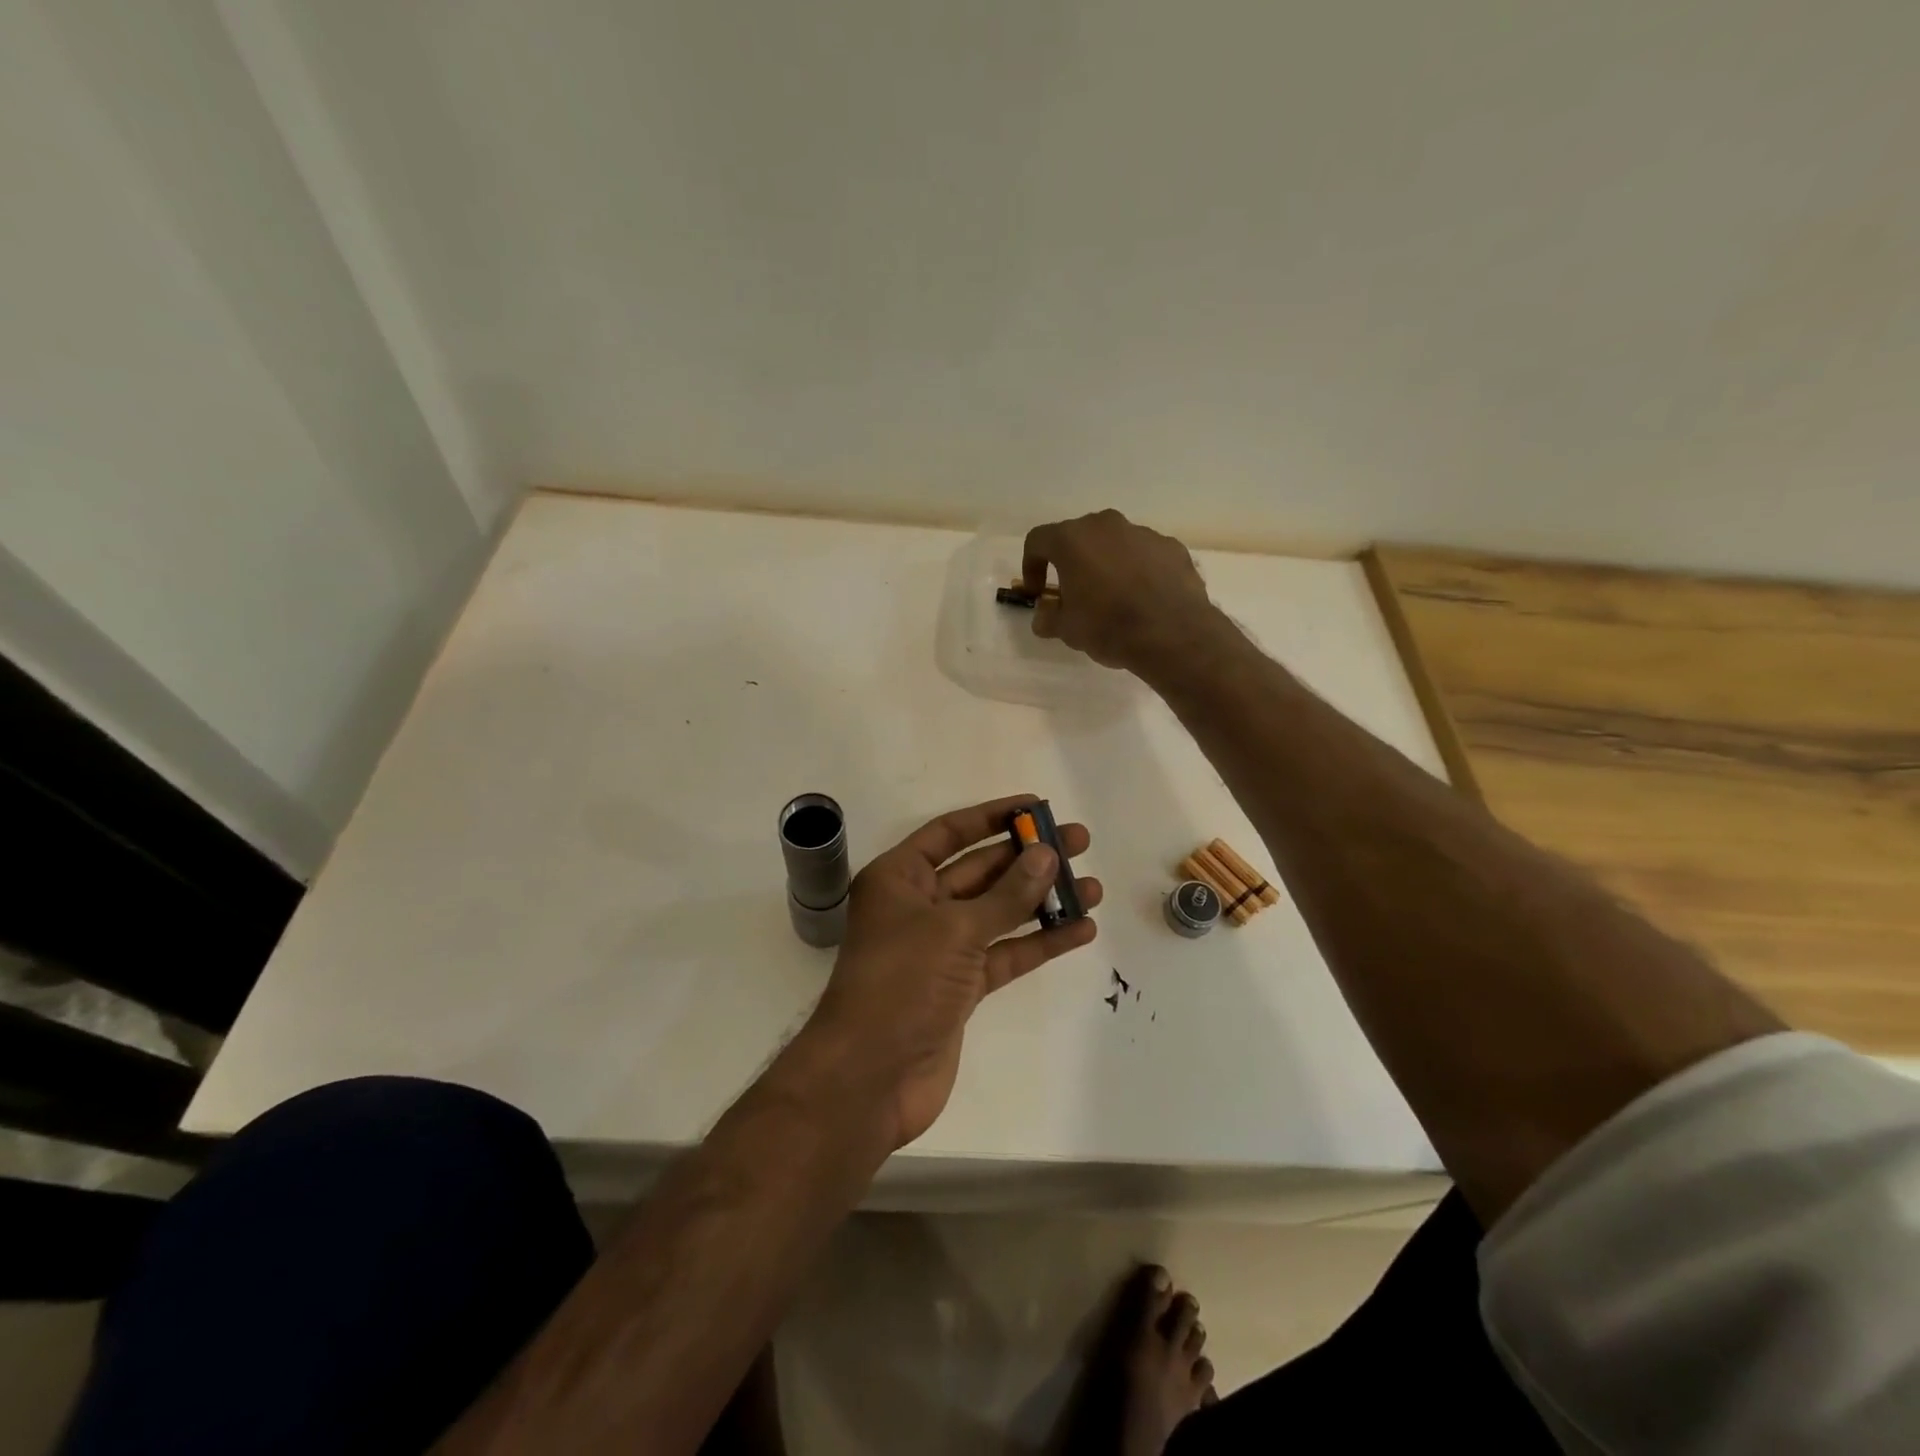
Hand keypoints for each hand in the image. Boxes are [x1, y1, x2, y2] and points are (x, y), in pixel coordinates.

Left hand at [807, 795, 1100, 1149]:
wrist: (870, 1078)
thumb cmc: (901, 983)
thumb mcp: (954, 929)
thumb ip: (1006, 894)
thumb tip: (1047, 855)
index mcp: (899, 878)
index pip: (950, 833)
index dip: (993, 817)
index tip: (1036, 806)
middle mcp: (918, 906)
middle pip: (980, 870)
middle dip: (1028, 857)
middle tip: (1079, 841)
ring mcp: (941, 948)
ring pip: (998, 913)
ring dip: (1042, 900)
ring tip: (1092, 885)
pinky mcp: (960, 987)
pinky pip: (1004, 954)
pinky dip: (1039, 942)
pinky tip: (1080, 930)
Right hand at [1021, 510, 1225, 674]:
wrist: (1171, 634)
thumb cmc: (1107, 627)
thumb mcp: (1066, 629)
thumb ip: (1048, 617)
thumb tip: (1044, 614)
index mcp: (1072, 540)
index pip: (1038, 541)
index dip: (1031, 566)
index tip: (1037, 593)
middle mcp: (1106, 525)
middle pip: (1079, 538)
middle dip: (1072, 563)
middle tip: (1074, 594)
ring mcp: (1142, 533)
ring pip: (1114, 544)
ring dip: (1107, 565)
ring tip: (1113, 599)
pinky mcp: (1172, 547)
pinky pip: (1145, 555)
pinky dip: (1138, 571)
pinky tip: (1143, 599)